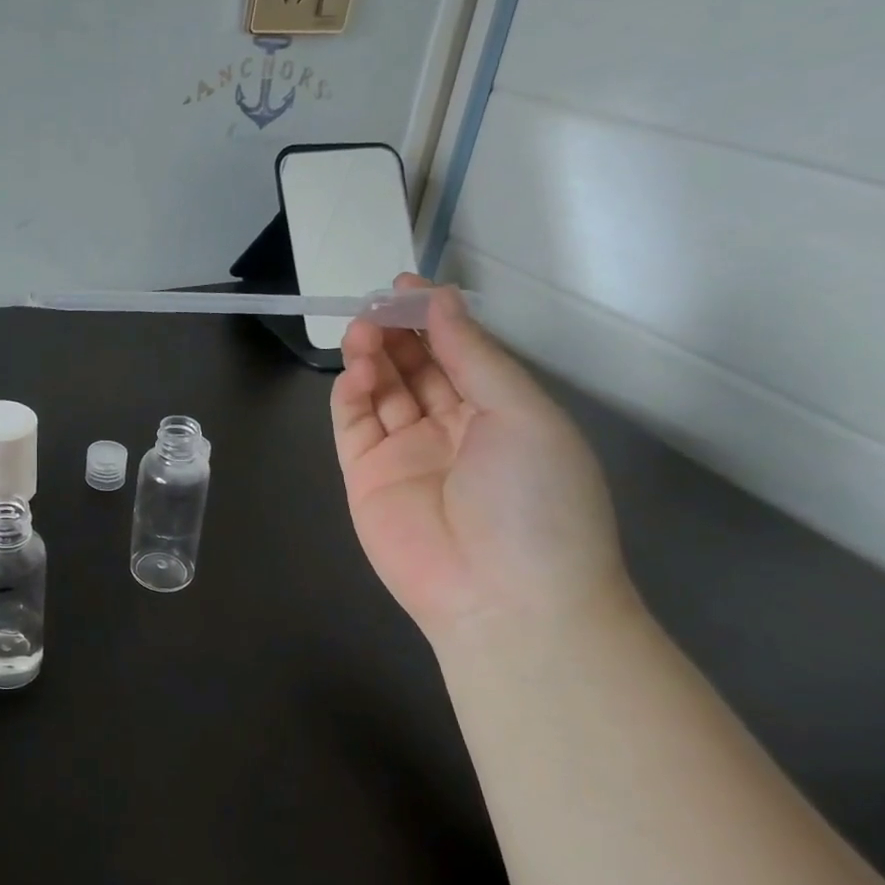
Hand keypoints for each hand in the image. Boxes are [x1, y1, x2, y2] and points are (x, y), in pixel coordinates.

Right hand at [330, 275, 627, 643]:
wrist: (504, 598)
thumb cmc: (534, 500)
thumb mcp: (522, 414)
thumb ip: (474, 356)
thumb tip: (440, 300)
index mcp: (500, 413)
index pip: (459, 353)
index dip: (433, 317)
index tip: (405, 285)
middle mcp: (451, 428)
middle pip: (415, 367)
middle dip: (396, 332)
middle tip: (375, 305)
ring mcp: (404, 453)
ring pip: (381, 390)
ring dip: (370, 356)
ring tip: (361, 330)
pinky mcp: (365, 476)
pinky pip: (353, 424)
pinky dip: (350, 393)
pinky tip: (356, 371)